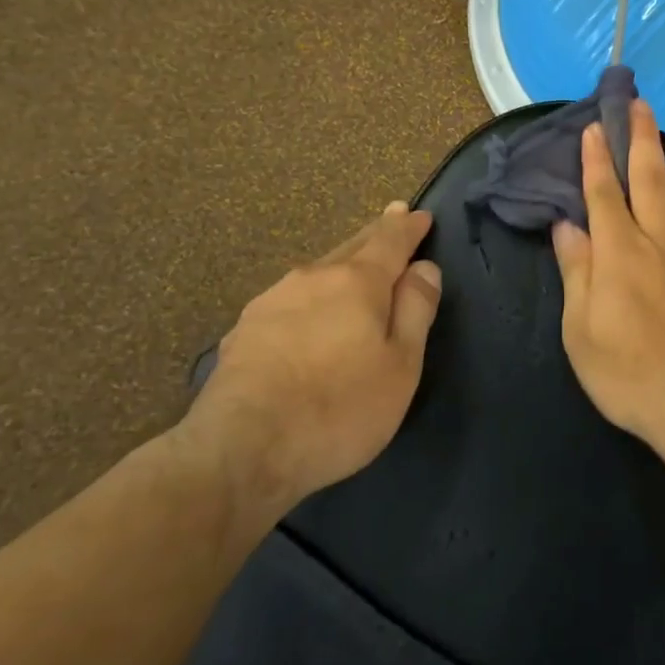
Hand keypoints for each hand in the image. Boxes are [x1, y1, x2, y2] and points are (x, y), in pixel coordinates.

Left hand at [179, 202, 441, 520]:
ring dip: (341, 265)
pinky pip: (290, 300)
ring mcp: (272, 301)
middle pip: (352, 247)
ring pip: (318, 272)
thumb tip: (424, 268)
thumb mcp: (400, 365)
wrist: (240, 450)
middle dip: (376, 234)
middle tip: (391, 218)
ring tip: (353, 266)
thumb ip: (415, 310)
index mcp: (357, 282)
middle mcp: (313, 278)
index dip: (408, 227)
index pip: (390, 240)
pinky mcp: (243, 330)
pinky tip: (307, 314)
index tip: (420, 214)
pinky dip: (310, 297)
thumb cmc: (338, 409)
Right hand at [552, 100, 664, 454]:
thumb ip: (576, 272)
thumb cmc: (630, 374)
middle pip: (649, 179)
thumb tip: (567, 226)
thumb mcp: (581, 331)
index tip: (593, 127)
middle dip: (640, 139)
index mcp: (619, 252)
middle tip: (639, 103)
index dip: (596, 159)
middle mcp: (662, 239)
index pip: (602, 194)